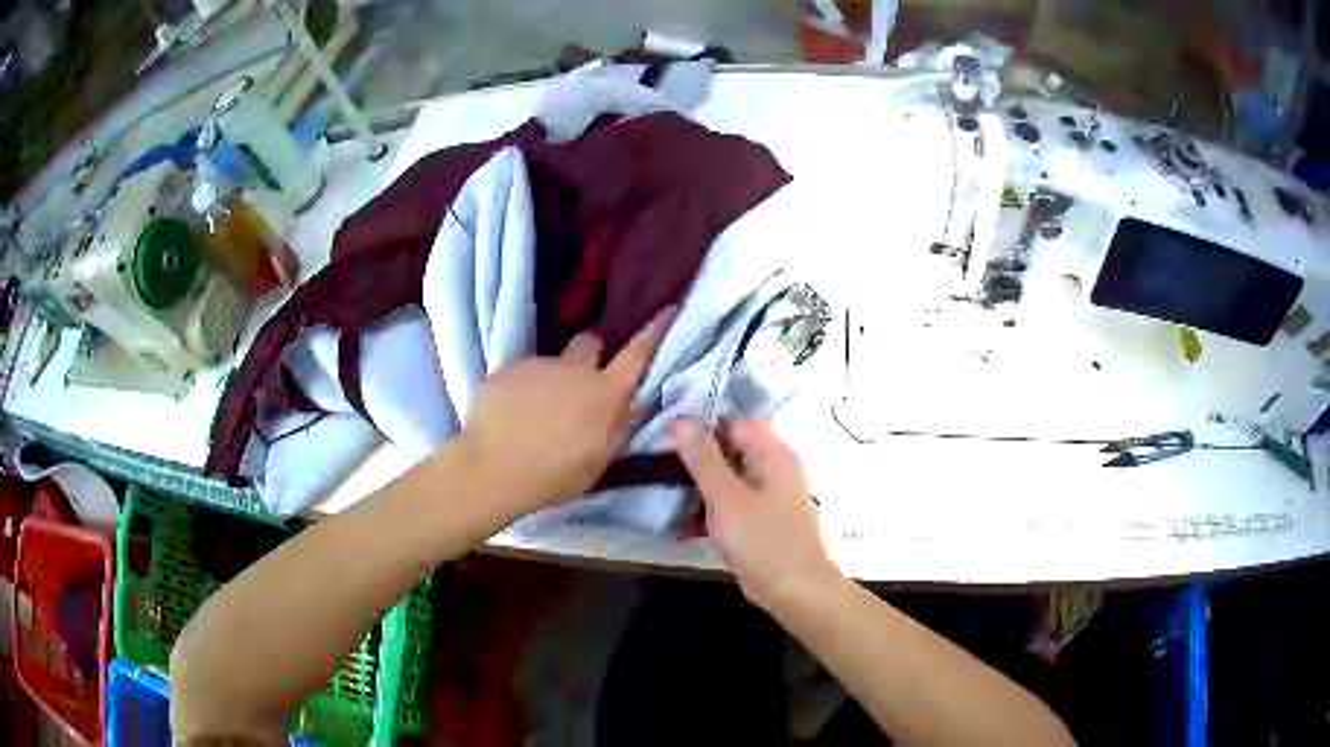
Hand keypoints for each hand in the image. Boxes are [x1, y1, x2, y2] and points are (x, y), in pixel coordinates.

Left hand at [459, 308, 674, 514]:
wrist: (490, 471)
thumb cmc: (552, 477)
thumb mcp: (597, 463)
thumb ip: (617, 428)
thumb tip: (632, 403)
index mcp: (604, 394)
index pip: (637, 355)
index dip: (655, 331)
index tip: (669, 308)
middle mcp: (573, 370)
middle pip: (590, 343)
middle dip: (590, 358)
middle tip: (578, 387)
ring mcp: (537, 364)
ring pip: (551, 362)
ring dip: (550, 379)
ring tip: (533, 413)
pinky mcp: (505, 368)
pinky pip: (520, 373)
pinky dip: (518, 389)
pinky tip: (508, 414)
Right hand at [672, 418, 840, 609]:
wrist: (794, 591)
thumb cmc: (761, 540)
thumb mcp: (725, 496)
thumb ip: (702, 457)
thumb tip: (681, 418)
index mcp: (773, 454)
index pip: (734, 421)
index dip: (701, 422)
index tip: (665, 432)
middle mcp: (774, 468)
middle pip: (731, 448)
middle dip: (696, 454)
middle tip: (657, 460)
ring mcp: (769, 496)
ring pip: (728, 477)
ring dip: (700, 483)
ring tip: (662, 487)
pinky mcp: (760, 520)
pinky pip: (732, 503)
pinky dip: (710, 508)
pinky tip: (681, 522)